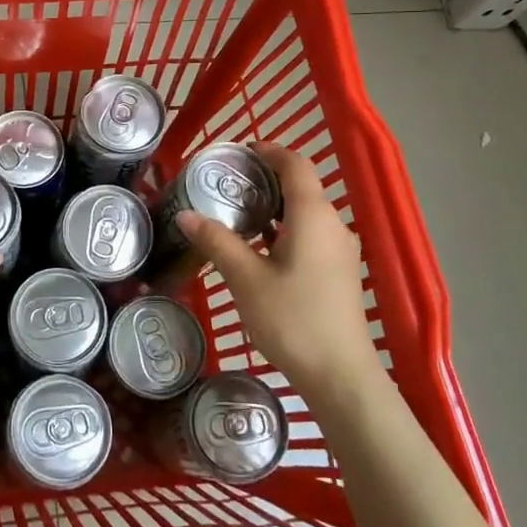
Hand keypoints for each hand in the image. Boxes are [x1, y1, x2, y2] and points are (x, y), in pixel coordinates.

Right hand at [175, 142, 381, 400]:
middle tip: (227, 182)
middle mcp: (332, 226)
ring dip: (274, 206)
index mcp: (313, 216)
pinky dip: (284, 228)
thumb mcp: (246, 278)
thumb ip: (217, 241)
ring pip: (305, 213)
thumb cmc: (293, 319)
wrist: (340, 376)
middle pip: (301, 187)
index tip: (242, 149)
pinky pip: (310, 234)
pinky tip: (258, 246)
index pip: (296, 166)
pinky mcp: (339, 273)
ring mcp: (340, 251)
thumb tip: (186, 214)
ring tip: (236, 212)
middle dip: (265, 179)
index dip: (270, 151)